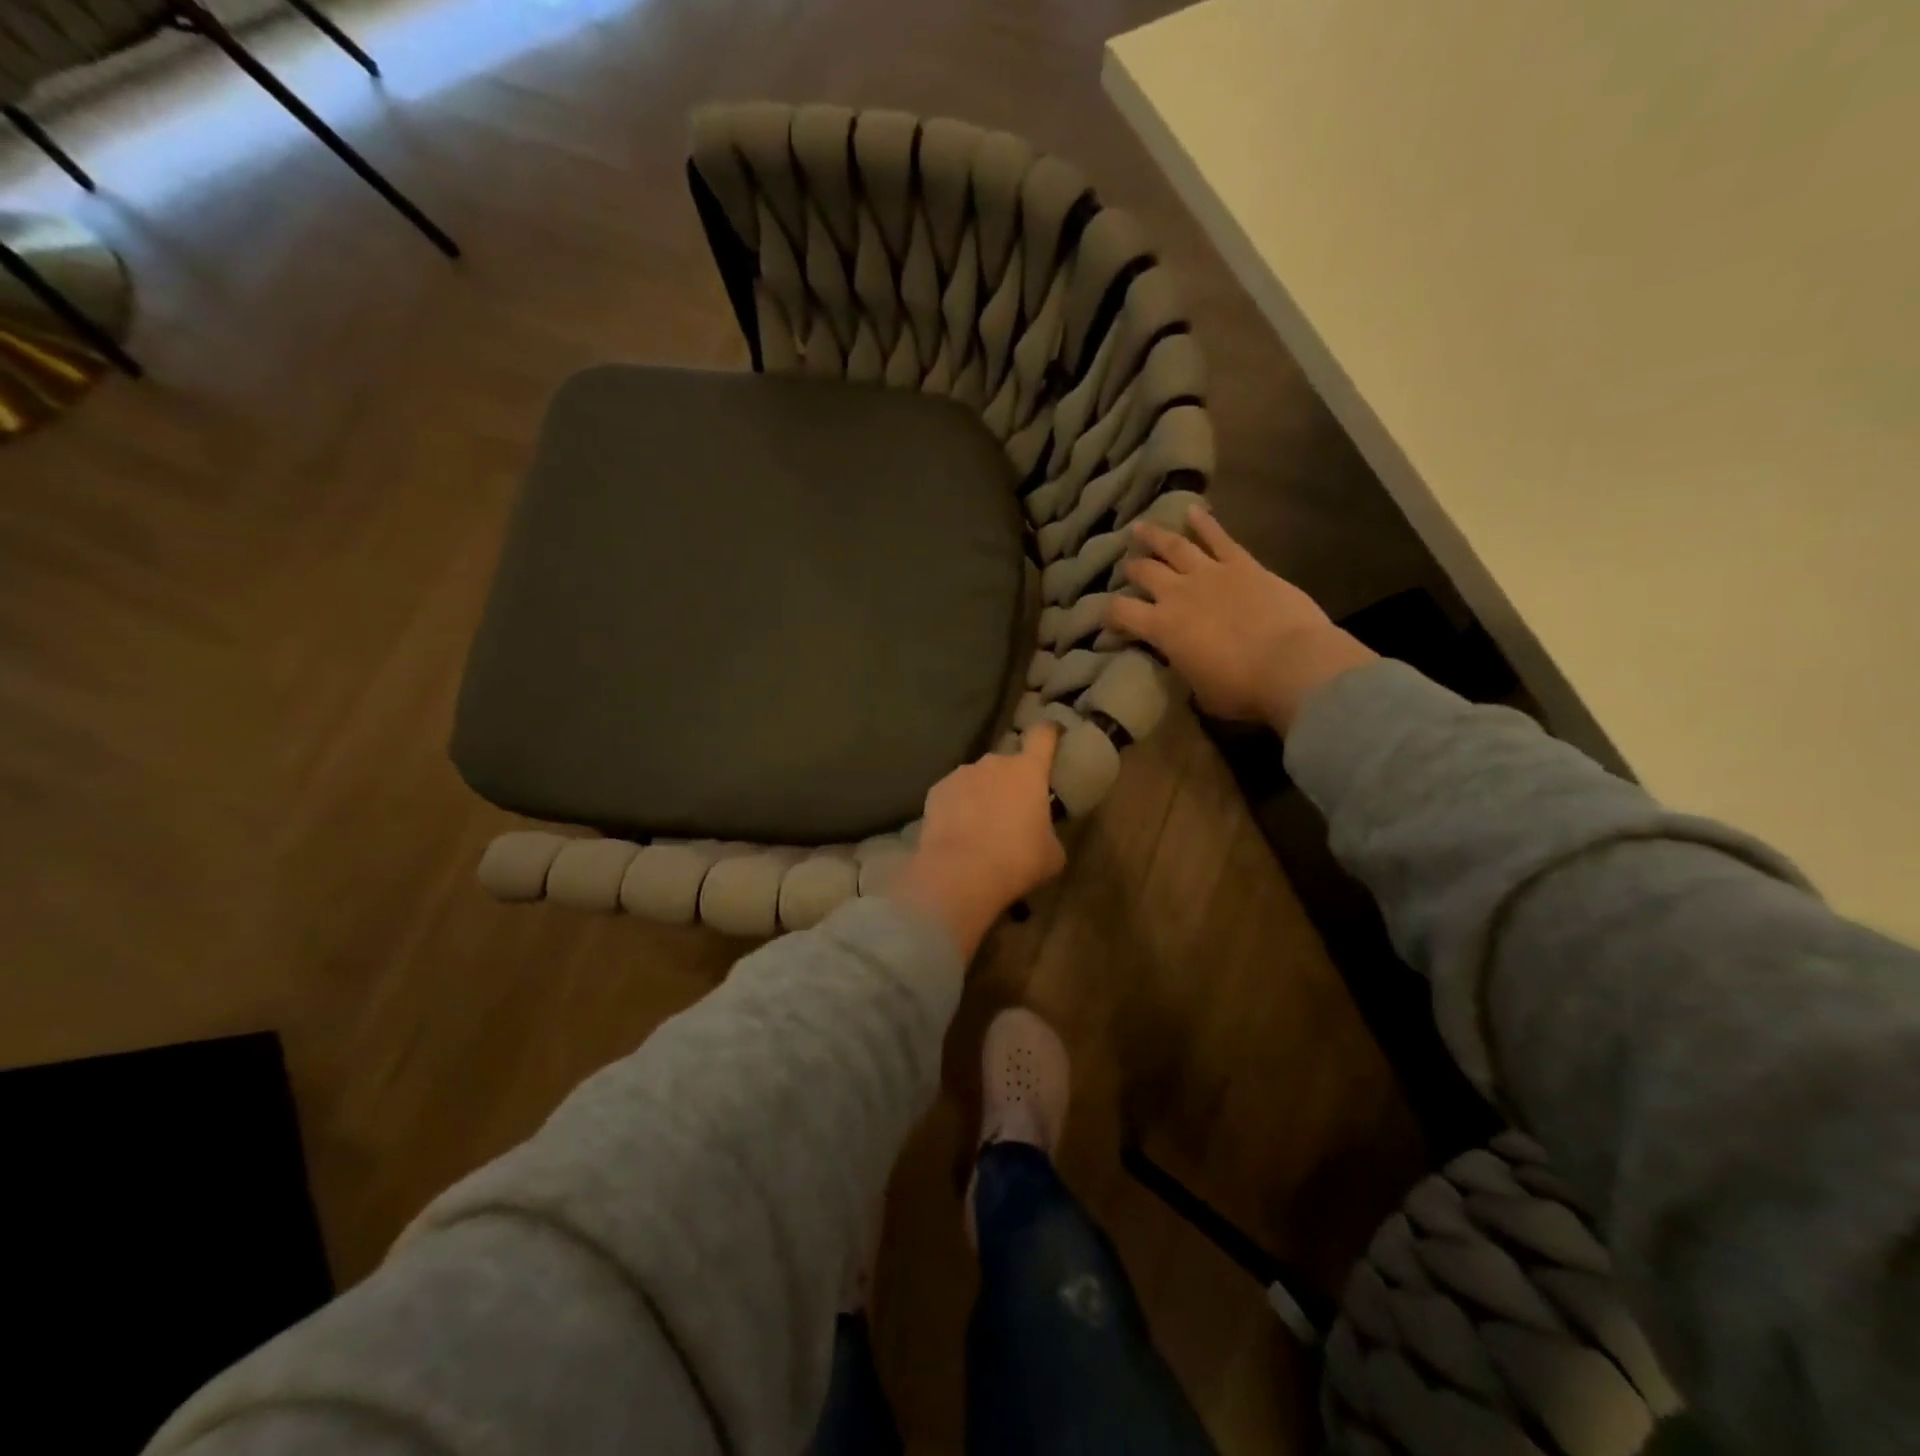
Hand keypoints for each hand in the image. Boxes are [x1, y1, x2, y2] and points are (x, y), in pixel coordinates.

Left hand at [890, 725, 1066, 957]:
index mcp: (1028, 770)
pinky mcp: (936, 791)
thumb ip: (1049, 832)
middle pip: (1007, 762)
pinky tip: (957, 832)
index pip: (1043, 735)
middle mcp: (994, 763)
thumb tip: (1041, 834)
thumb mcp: (1052, 853)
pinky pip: (953, 794)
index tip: (1052, 733)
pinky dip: (957, 807)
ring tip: (981, 826)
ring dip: (982, 794)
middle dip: (1010, 781)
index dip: (1049, 732)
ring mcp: (961, 774)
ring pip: (977, 778)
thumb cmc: (1018, 860)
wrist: (961, 874)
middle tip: (1012, 811)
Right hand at [1105, 506, 1376, 732]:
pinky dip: (1204, 522)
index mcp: (1161, 628)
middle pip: (1144, 572)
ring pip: (1173, 546)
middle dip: (1133, 570)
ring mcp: (1210, 573)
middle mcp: (1177, 594)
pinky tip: (1192, 510)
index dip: (1109, 614)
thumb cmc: (1241, 688)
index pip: (1121, 613)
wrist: (1291, 664)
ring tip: (1140, 528)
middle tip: (1128, 568)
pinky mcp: (1243, 564)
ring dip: (1154, 536)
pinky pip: (1219, 537)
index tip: (1108, 618)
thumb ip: (1185, 669)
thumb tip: (1185, 663)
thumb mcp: (1200, 691)